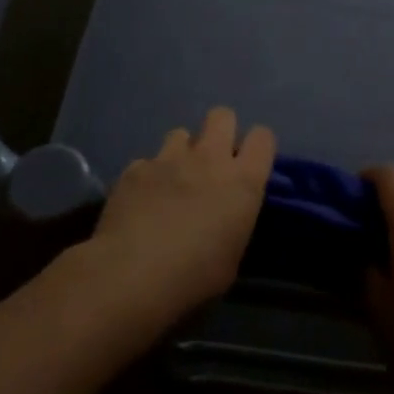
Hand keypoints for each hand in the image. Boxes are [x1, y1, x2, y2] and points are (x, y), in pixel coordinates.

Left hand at [91, 108, 274, 324]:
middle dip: (220, 131)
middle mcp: (209, 158)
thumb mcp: (231, 258)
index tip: (249, 165)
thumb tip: (225, 215)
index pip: (263, 137)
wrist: (131, 276)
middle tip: (212, 162)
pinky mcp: (136, 167)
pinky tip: (140, 202)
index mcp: (242, 182)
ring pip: (181, 133)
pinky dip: (148, 177)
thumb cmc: (193, 278)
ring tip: (172, 182)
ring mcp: (169, 158)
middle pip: (223, 115)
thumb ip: (233, 222)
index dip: (257, 147)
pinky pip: (148, 162)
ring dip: (181, 153)